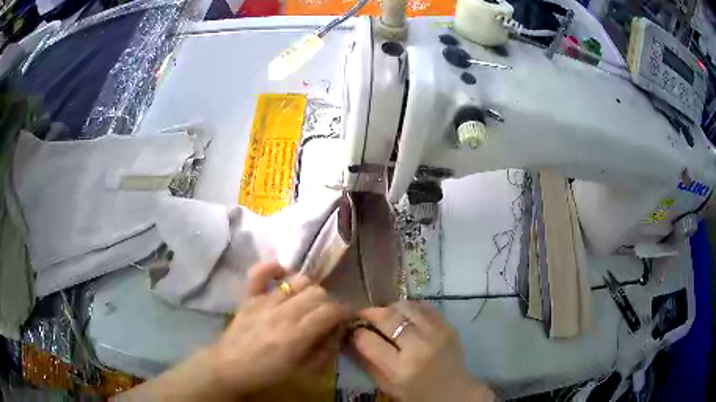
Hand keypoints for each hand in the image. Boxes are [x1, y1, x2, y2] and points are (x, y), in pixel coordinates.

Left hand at [119, 262, 347, 399]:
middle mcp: (284, 312)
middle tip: (325, 316)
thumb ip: (324, 351)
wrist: (230, 368)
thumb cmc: (268, 374)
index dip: (343, 312)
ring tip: (307, 301)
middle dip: (328, 302)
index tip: (344, 318)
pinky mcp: (249, 297)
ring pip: (297, 280)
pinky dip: (272, 268)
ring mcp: (265, 301)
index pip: (331, 310)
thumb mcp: (303, 372)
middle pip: (317, 292)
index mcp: (298, 333)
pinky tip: (281, 273)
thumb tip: (336, 332)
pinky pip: (260, 272)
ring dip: (308, 288)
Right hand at [348, 301, 495, 401]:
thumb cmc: (416, 395)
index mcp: (400, 368)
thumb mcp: (387, 386)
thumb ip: (366, 363)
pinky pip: (424, 306)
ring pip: (406, 306)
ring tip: (385, 315)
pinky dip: (410, 307)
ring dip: (390, 308)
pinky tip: (405, 315)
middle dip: (369, 313)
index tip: (352, 331)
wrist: (455, 393)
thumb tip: (347, 339)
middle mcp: (419, 347)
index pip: (368, 340)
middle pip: (387, 318)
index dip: (356, 333)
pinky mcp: (448, 326)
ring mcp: (437, 333)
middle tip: (362, 315)